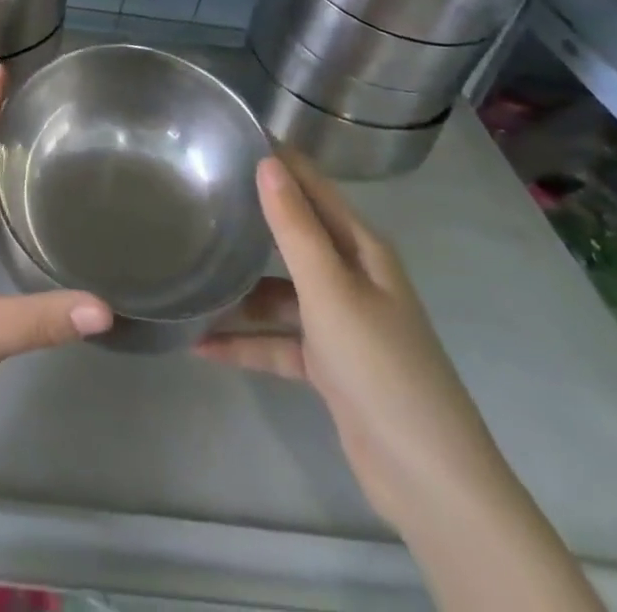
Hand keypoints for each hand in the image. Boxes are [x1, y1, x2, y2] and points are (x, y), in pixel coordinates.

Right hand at [197, 153, 513, 527]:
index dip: (277, 160)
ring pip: (278, 293)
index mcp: (361, 249)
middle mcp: (351, 276)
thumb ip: (294, 227)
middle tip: (193, 195)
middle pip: (292, 236)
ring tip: (187, 276)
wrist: (429, 481)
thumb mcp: (330, 290)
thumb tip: (266, 161)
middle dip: (249, 219)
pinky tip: (199, 345)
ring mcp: (339, 323)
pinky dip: (244, 342)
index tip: (230, 135)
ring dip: (238, 292)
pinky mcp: (328, 366)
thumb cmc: (380, 366)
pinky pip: (277, 341)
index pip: (313, 187)